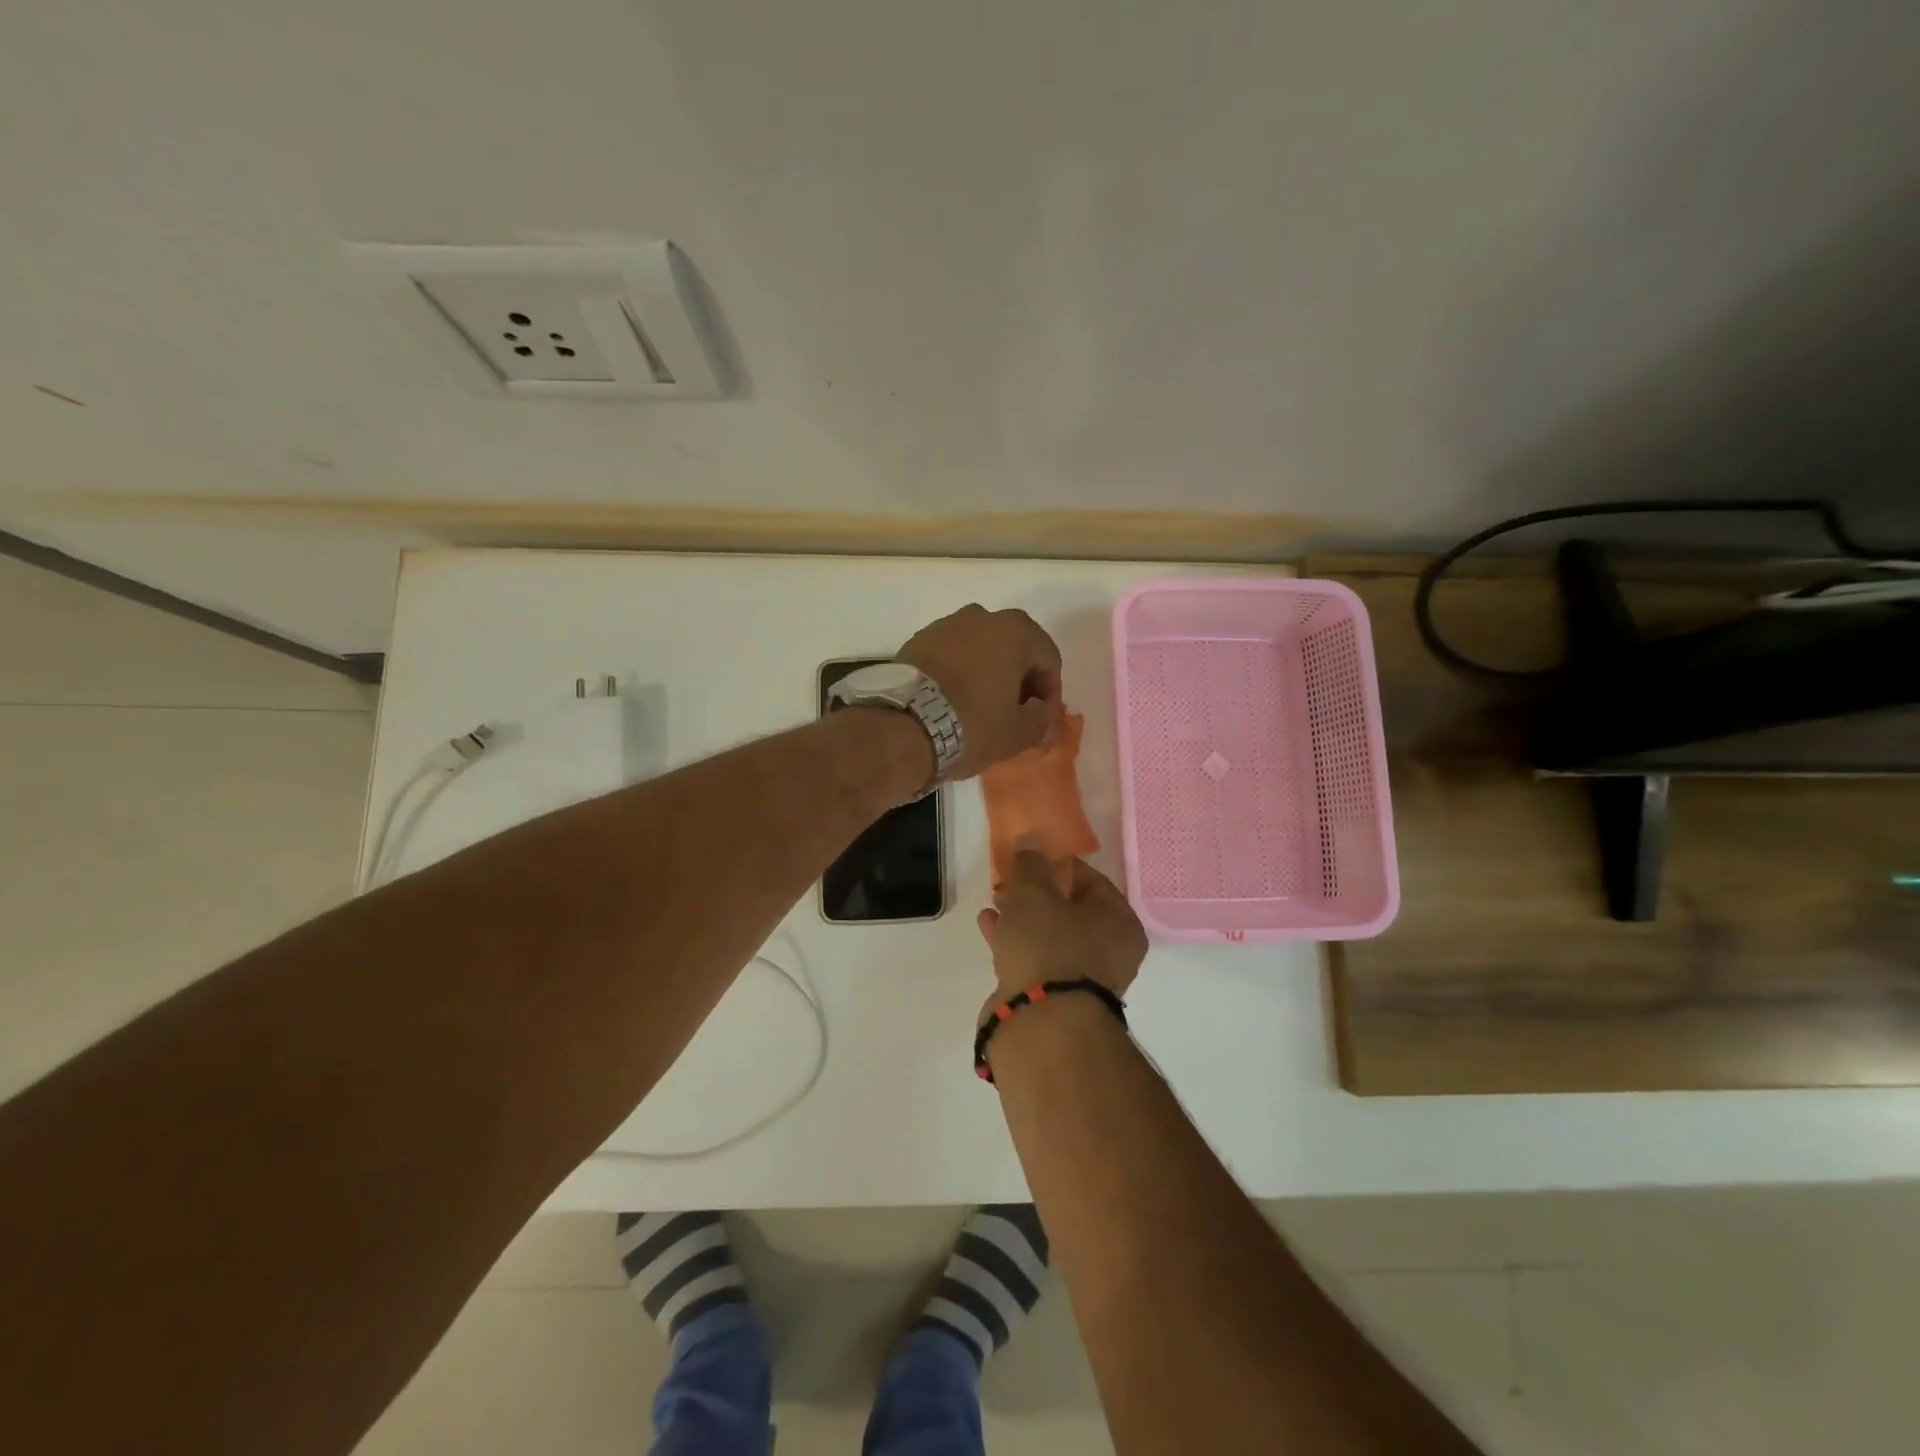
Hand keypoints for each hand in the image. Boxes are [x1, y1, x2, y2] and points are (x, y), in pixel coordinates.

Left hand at [896, 604, 1062, 778]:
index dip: (1050, 691)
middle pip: (1013, 648)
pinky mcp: (915, 641)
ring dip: (987, 673)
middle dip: (1018, 679)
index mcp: (1014, 631)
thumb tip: (1043, 714)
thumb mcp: (1018, 732)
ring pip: (979, 649)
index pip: (1048, 658)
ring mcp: (944, 626)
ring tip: (981, 708)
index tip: (1041, 718)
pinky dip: (958, 673)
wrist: (902, 726)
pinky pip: (950, 656)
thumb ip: (1041, 720)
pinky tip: (952, 702)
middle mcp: (981, 617)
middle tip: (1014, 713)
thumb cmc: (972, 725)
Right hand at [976, 852, 1147, 1017]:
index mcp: (1120, 923)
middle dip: (1037, 894)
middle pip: (1071, 911)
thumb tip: (1032, 840)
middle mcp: (1110, 953)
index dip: (1059, 865)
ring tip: (995, 902)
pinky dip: (1015, 943)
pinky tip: (989, 928)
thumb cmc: (1048, 946)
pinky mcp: (1056, 1001)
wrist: (1040, 1024)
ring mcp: (1083, 981)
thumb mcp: (1034, 894)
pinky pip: (1036, 961)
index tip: (1031, 858)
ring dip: (1023, 919)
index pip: (1092, 881)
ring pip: (1051, 938)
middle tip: (1011, 881)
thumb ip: (1031, 864)